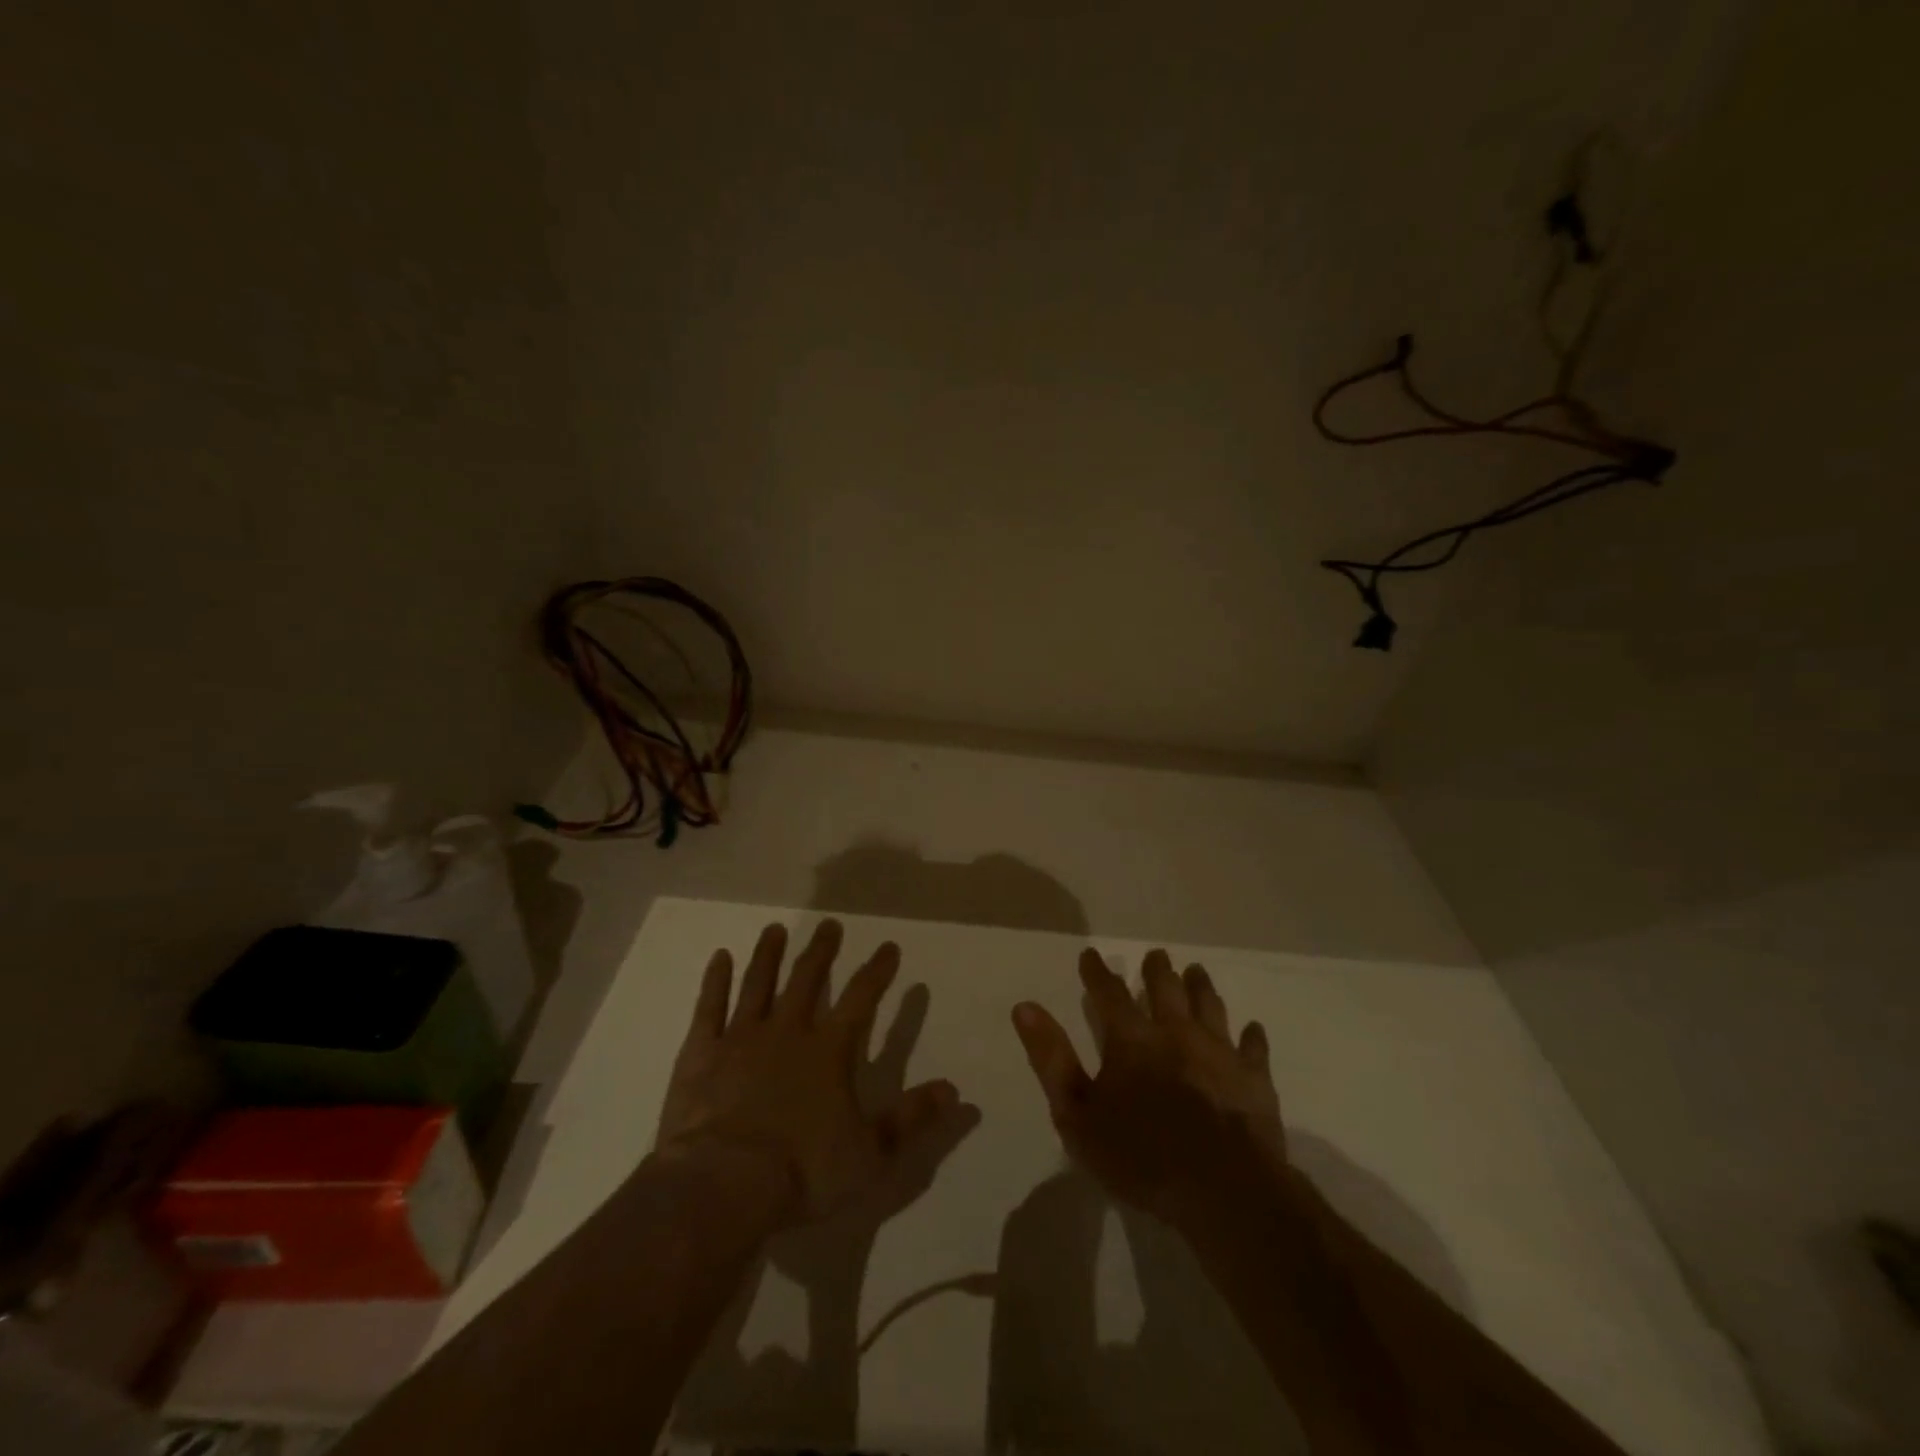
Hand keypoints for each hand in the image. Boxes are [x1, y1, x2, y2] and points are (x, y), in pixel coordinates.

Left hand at [655, 919, 958, 1226]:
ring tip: (775, 929)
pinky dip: (715, 980)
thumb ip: (911, 1119)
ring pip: (758, 984)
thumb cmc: (802, 1172)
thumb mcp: (870, 1154)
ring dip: (769, 955)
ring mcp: (741, 1038)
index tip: (889, 947)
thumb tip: (954, 1090)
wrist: (721, 1186)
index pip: (861, 999)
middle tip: (830, 924)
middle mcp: (787, 1032)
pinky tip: (719, 956)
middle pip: (807, 980)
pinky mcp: (701, 1054)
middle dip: (822, 951)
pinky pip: (710, 1007)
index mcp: (829, 1052)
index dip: (877, 972)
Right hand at [1012, 947, 1285, 1233]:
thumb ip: (1051, 1059)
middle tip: (1156, 955)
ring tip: (1197, 971)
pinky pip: (1253, 1048)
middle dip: (1157, 970)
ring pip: (1209, 1006)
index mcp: (1132, 1040)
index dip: (1097, 972)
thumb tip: (1024, 1007)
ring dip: (1201, 987)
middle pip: (1166, 989)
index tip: (1090, 954)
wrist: (1223, 1190)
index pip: (1109, 993)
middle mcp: (1176, 1033)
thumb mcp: (1077, 1114)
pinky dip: (1251, 1036)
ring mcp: (1219, 1052)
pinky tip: (1252, 1029)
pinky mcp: (1254, 1078)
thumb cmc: (1141, 1156)